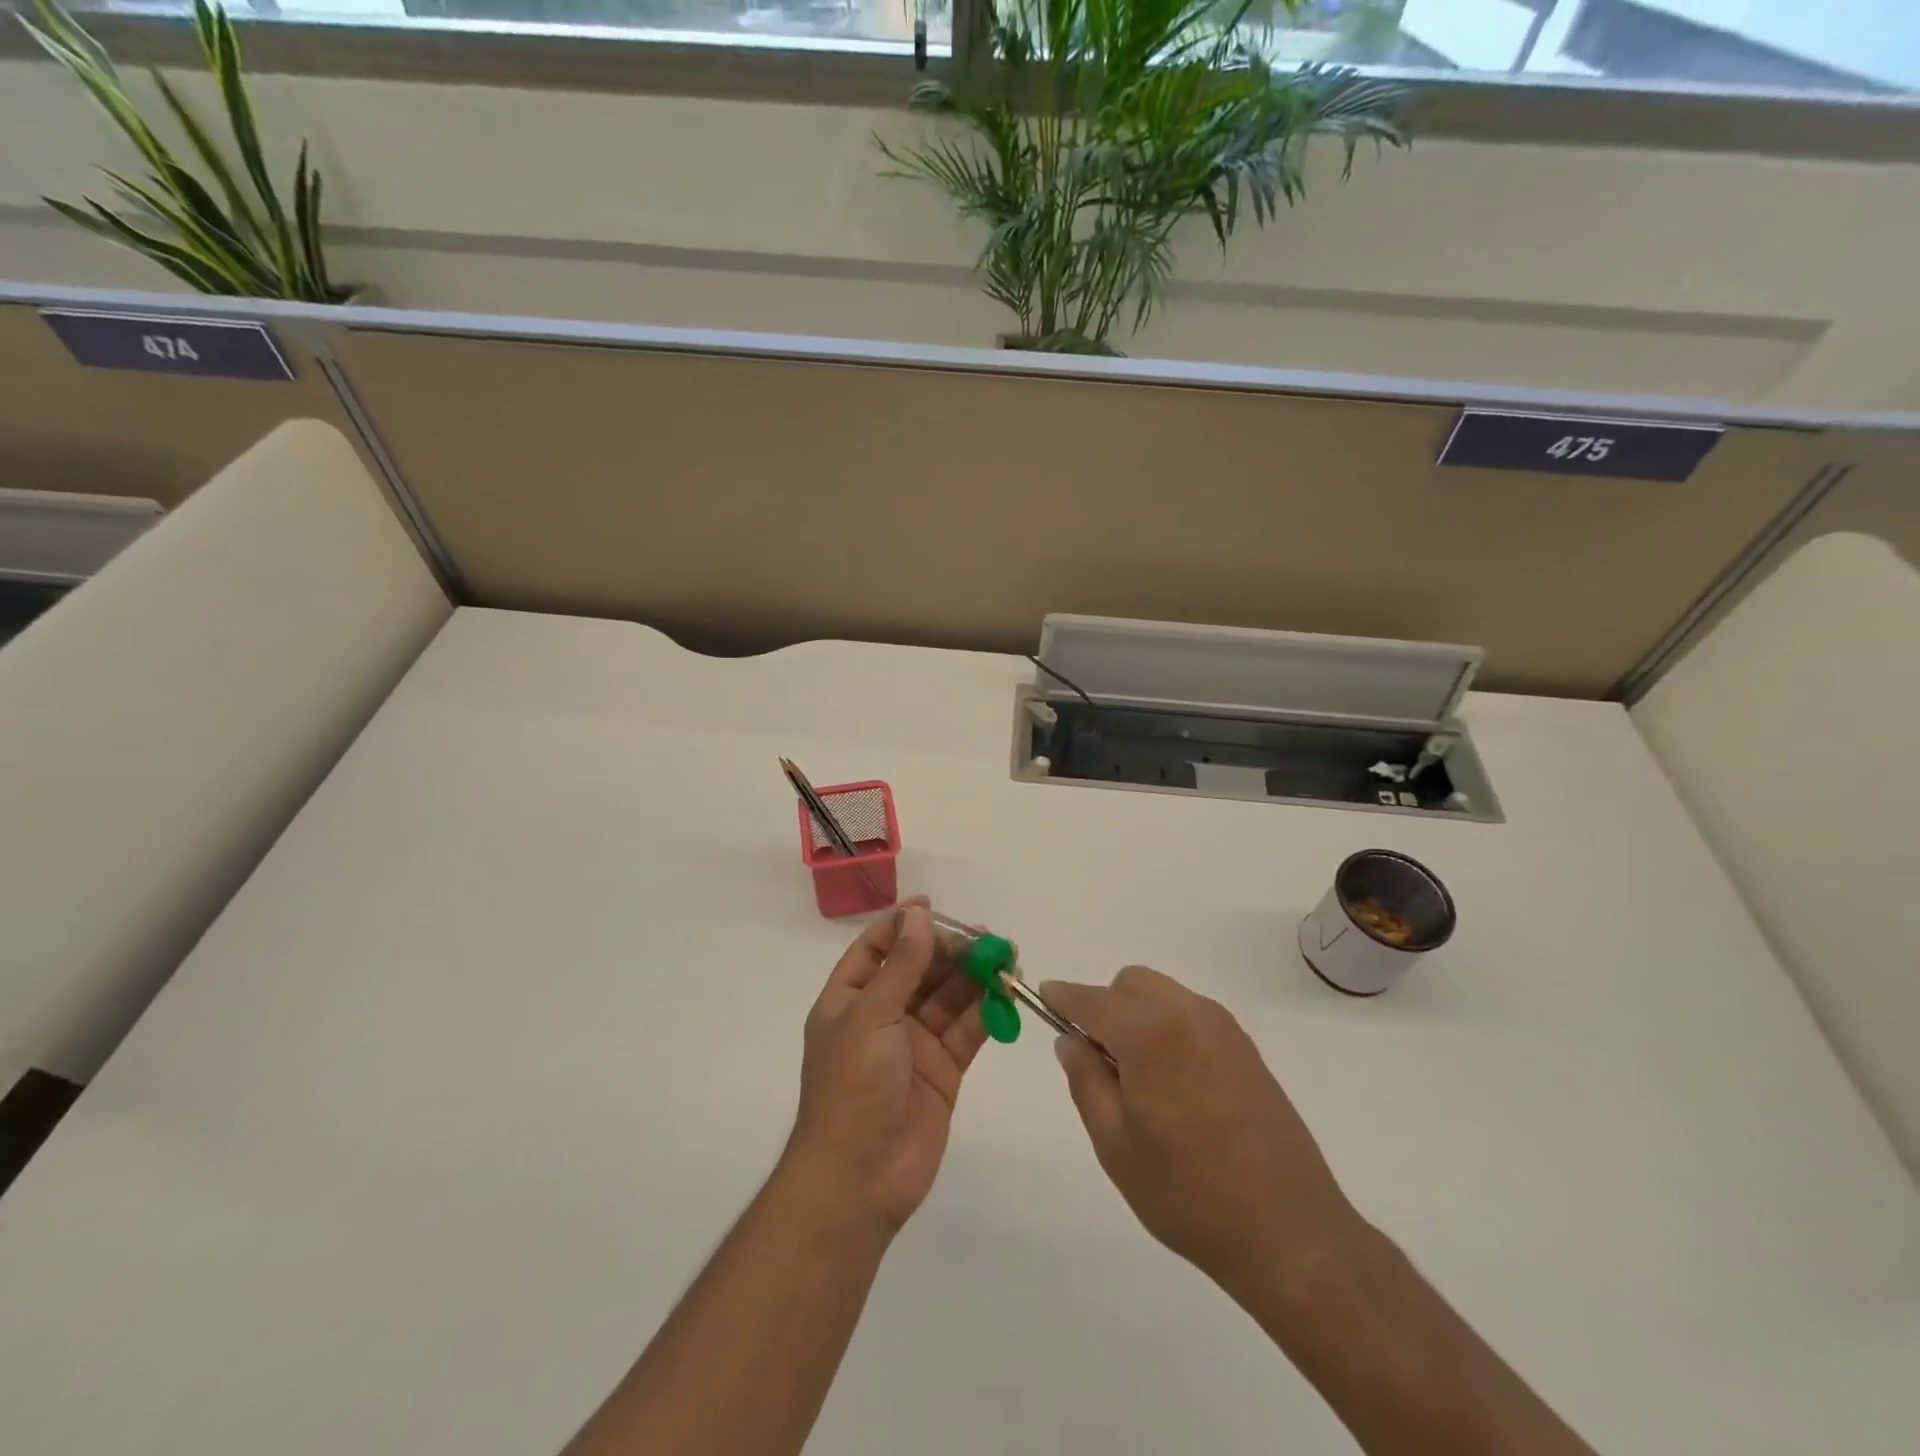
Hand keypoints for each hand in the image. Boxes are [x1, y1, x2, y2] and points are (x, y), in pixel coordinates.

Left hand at [786, 898, 987, 1233]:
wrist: (860, 1179)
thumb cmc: (852, 1087)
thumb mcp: (870, 1016)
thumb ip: (902, 966)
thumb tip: (918, 915)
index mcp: (850, 1000)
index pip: (875, 949)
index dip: (902, 925)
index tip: (934, 906)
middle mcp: (882, 1016)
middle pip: (919, 969)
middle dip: (951, 951)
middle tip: (986, 937)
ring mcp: (914, 1043)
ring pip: (949, 997)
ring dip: (975, 977)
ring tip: (1007, 957)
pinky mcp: (944, 1069)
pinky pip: (968, 1030)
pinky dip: (987, 1011)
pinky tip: (1008, 992)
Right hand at [1043, 967, 1361, 1297]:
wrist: (1291, 1233)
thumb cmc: (1189, 1194)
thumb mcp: (1116, 1145)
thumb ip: (1085, 1080)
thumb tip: (1070, 1040)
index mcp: (1150, 1033)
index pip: (1091, 999)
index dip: (1061, 997)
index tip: (1042, 998)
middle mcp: (1188, 1014)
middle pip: (1129, 984)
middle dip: (1104, 1006)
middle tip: (1098, 1061)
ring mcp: (1222, 1027)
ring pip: (1161, 994)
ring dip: (1136, 1015)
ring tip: (1138, 1077)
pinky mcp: (1245, 1046)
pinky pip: (1189, 1014)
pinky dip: (1167, 1026)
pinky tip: (1174, 1083)